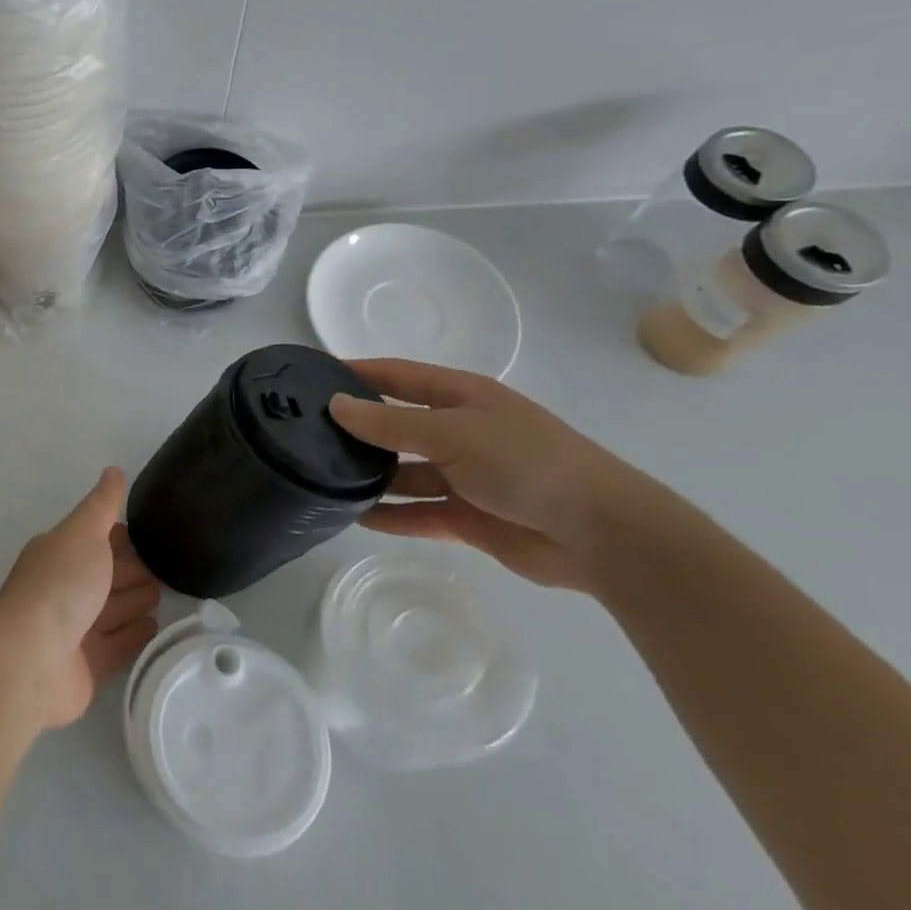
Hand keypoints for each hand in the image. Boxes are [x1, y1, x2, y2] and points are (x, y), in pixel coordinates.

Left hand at [0, 468, 160, 729]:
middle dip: (132, 569)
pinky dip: (135, 635)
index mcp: (59, 553)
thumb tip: (113, 470)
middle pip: (105, 575)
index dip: (121, 536)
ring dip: (135, 601)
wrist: (31, 659)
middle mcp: (65, 588)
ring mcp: (75, 629)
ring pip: (112, 610)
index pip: (95, 539)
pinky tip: (155, 627)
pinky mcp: (88, 666)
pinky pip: (117, 646)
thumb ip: (102, 504)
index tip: (153, 534)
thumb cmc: (59, 585)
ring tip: (165, 594)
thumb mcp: (83, 532)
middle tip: (168, 567)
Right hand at [328, 359, 680, 593]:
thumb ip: (390, 424)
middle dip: (357, 429)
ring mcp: (465, 476)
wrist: (605, 536)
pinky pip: (419, 513)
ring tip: (323, 479)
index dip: (357, 373)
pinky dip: (392, 516)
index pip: (397, 377)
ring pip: (405, 472)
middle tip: (306, 434)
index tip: (311, 376)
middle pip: (396, 425)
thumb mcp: (453, 434)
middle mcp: (460, 432)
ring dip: (371, 477)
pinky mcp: (470, 517)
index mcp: (462, 397)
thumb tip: (335, 406)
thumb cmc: (527, 463)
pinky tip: (356, 519)